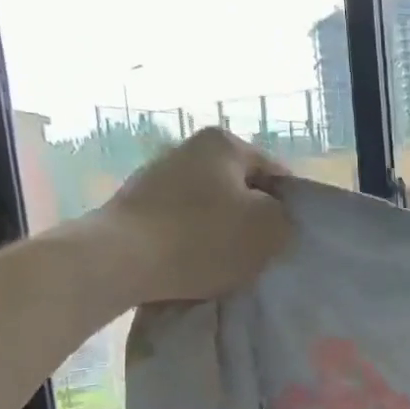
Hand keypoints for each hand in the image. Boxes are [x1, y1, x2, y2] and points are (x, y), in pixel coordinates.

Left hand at [97, 128, 292, 301]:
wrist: (119, 261)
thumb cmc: (203, 238)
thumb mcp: (270, 229)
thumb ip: (286, 218)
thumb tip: (273, 219)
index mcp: (225, 143)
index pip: (277, 174)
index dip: (290, 208)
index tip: (288, 238)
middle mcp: (188, 148)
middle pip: (241, 189)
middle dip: (253, 219)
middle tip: (261, 252)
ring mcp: (157, 175)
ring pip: (211, 207)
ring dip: (222, 232)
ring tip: (226, 264)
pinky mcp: (134, 205)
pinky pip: (180, 223)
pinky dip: (192, 242)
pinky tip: (194, 265)